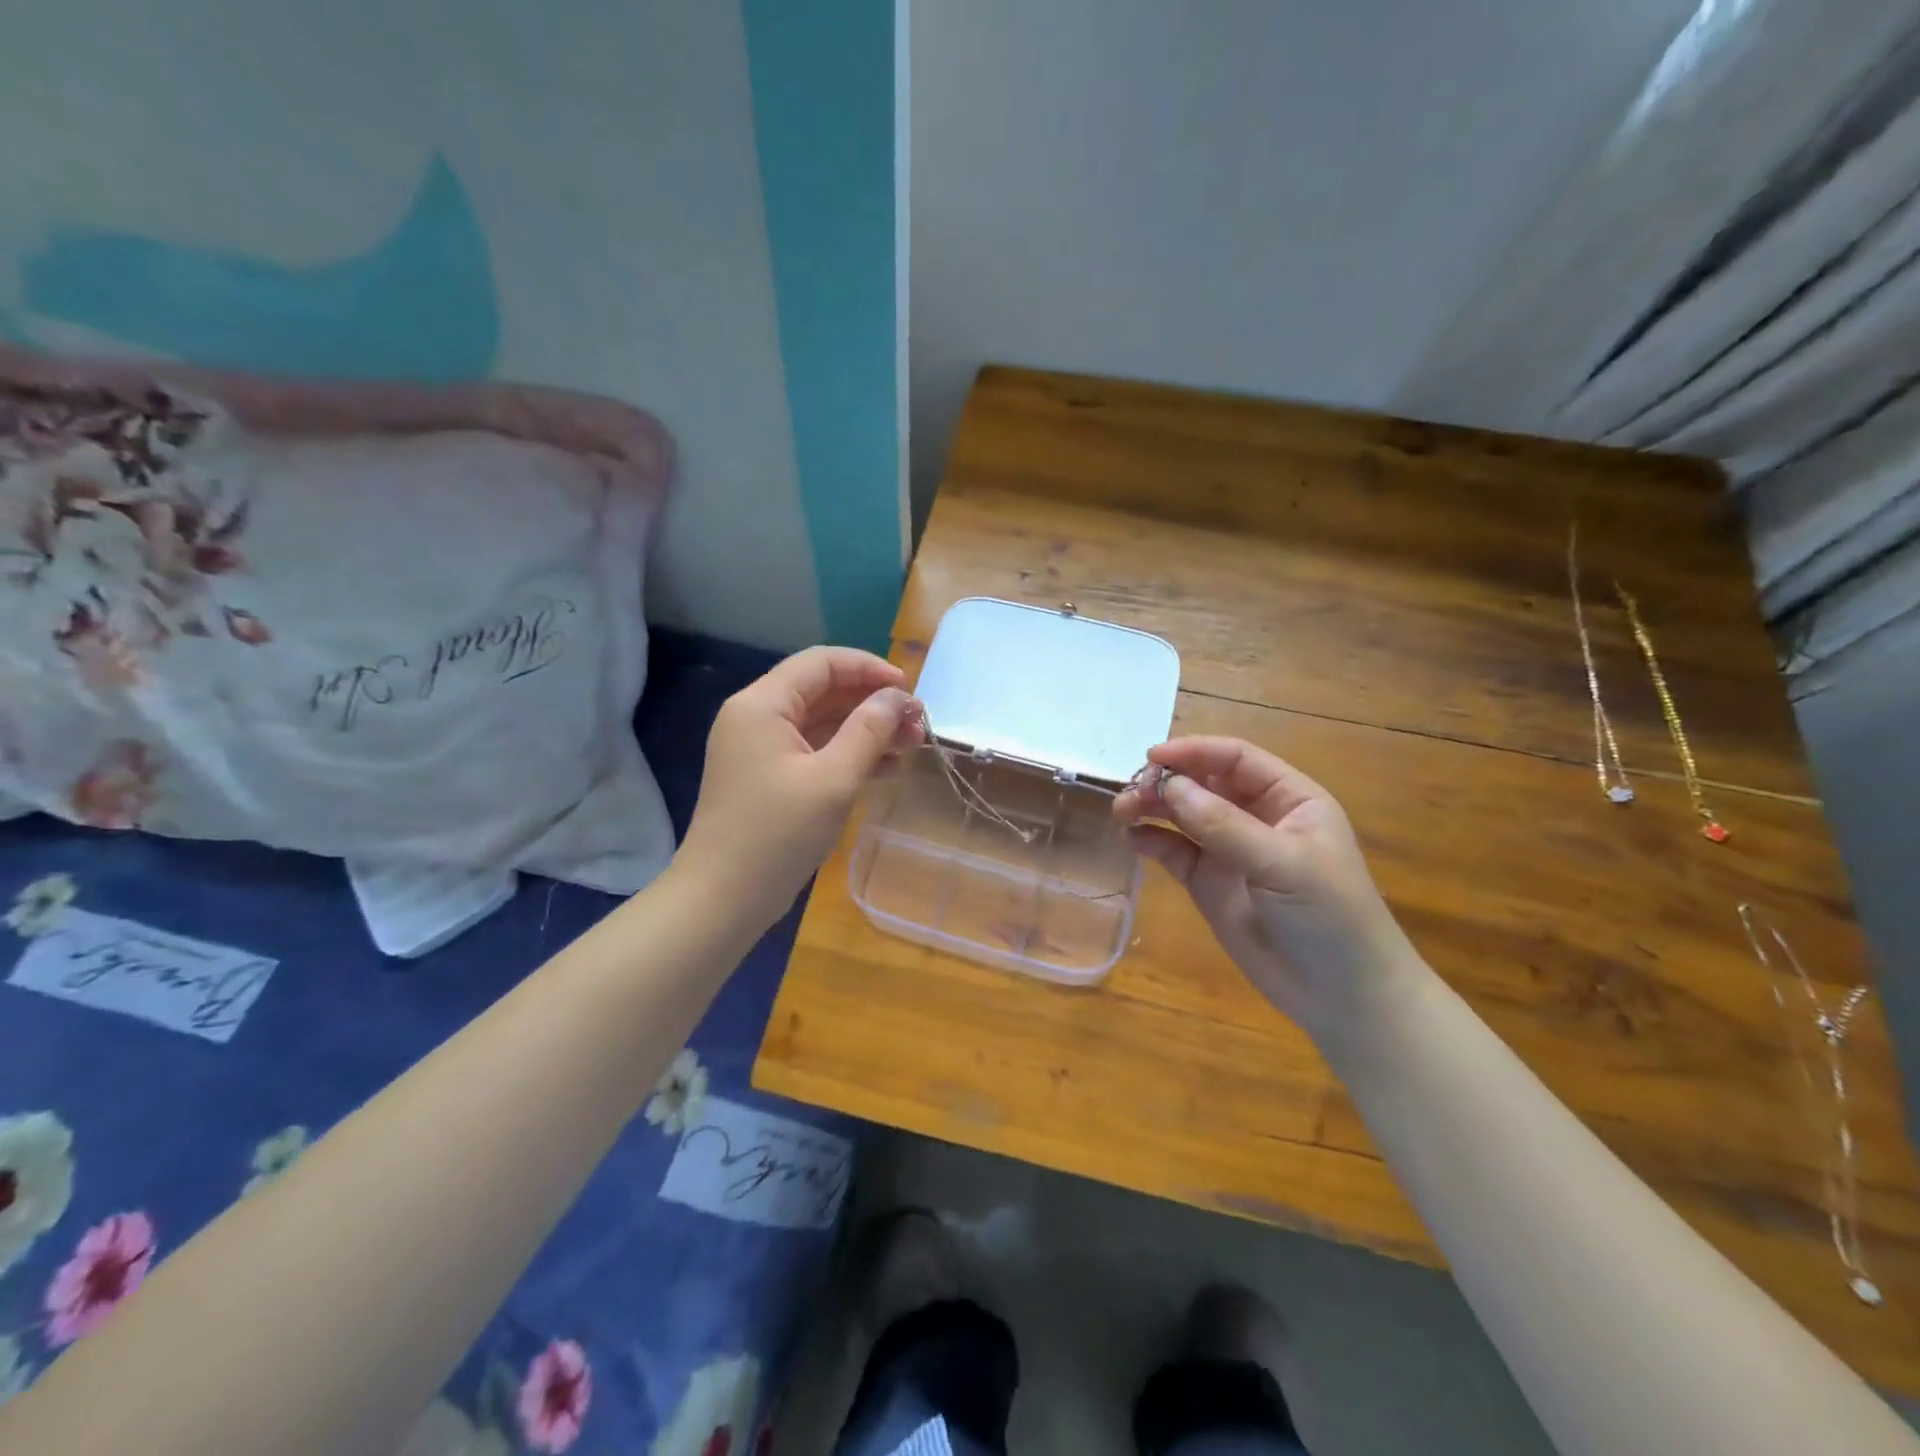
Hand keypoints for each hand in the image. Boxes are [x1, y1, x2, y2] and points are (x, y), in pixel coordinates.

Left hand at [678, 647, 921, 927]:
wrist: (723, 900)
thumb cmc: (777, 835)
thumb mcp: (833, 779)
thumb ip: (869, 730)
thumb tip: (898, 696)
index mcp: (762, 705)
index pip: (821, 663)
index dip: (869, 668)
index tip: (909, 691)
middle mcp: (757, 717)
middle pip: (823, 691)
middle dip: (872, 703)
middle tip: (917, 724)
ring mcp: (761, 749)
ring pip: (822, 722)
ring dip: (866, 729)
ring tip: (911, 746)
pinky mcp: (769, 777)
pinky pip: (815, 750)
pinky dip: (849, 754)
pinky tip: (886, 769)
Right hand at [1113, 736, 1419, 1037]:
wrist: (1341, 996)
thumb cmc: (1330, 918)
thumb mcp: (1283, 865)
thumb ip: (1225, 826)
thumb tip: (1169, 787)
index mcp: (1289, 799)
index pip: (1235, 759)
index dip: (1195, 752)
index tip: (1153, 756)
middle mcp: (1256, 817)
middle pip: (1202, 782)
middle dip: (1166, 781)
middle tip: (1131, 791)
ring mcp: (1229, 850)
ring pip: (1182, 814)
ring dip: (1152, 807)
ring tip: (1122, 812)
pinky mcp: (1208, 883)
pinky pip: (1174, 851)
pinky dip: (1150, 841)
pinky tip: (1131, 840)